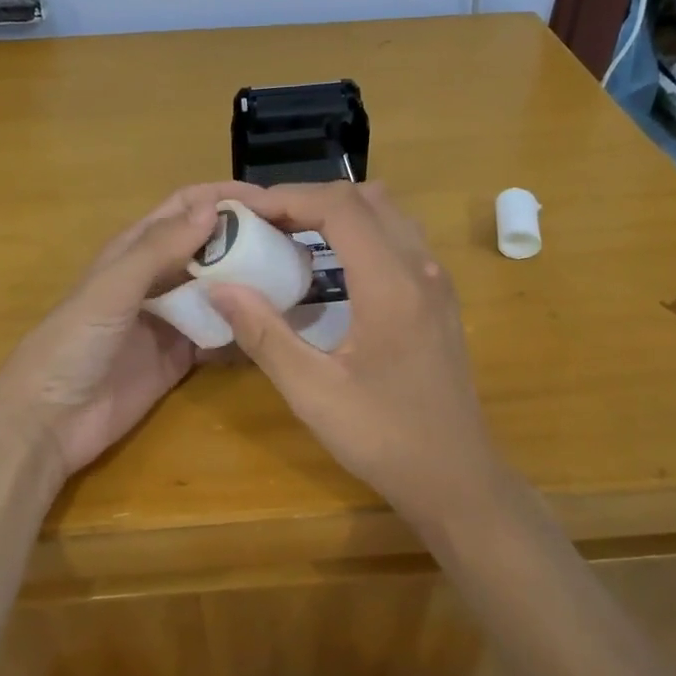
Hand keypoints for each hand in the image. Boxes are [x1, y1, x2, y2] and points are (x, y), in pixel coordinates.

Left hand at [0, 181, 273, 478]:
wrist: (48, 421)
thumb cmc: (73, 343)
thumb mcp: (113, 288)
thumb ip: (159, 249)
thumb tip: (213, 207)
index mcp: (135, 250)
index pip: (185, 209)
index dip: (224, 198)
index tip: (271, 201)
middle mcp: (155, 279)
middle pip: (207, 247)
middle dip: (245, 238)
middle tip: (294, 241)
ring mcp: (169, 319)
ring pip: (217, 288)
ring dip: (248, 280)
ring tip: (295, 277)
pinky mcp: (179, 357)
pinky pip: (218, 333)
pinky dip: (243, 325)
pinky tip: (273, 323)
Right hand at [207, 182, 506, 526]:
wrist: (456, 478)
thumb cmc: (384, 438)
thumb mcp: (313, 392)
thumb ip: (264, 334)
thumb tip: (219, 287)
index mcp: (392, 285)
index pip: (340, 207)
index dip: (289, 198)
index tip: (246, 211)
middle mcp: (421, 269)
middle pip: (366, 199)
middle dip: (310, 199)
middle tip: (264, 222)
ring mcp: (437, 282)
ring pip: (388, 215)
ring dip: (339, 212)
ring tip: (292, 235)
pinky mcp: (439, 299)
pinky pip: (400, 239)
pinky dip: (361, 233)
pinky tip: (331, 267)